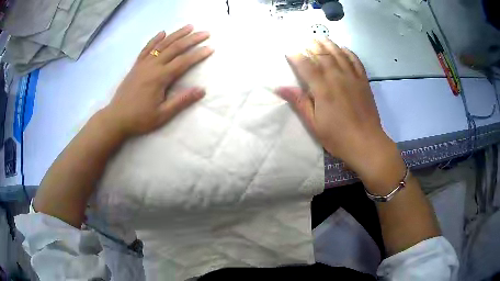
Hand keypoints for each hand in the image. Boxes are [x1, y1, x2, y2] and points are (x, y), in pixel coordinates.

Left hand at [102, 25, 213, 136]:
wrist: (116, 118)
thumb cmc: (140, 118)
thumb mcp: (162, 115)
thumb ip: (182, 101)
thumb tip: (202, 90)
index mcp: (160, 78)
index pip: (183, 62)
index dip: (198, 54)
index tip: (211, 48)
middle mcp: (152, 66)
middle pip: (175, 48)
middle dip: (191, 39)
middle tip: (205, 32)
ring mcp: (143, 64)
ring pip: (162, 44)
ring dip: (177, 34)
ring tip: (189, 26)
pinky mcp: (136, 65)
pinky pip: (147, 48)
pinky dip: (155, 39)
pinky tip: (162, 32)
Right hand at [276, 39, 404, 191]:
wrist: (367, 144)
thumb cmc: (338, 137)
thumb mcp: (314, 124)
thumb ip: (300, 103)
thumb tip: (280, 88)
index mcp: (323, 89)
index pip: (306, 66)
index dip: (296, 56)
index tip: (289, 50)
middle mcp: (337, 78)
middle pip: (323, 55)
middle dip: (312, 45)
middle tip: (305, 39)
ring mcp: (353, 78)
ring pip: (339, 54)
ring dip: (329, 44)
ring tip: (321, 37)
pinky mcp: (364, 82)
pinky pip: (356, 61)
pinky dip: (349, 52)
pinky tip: (344, 48)